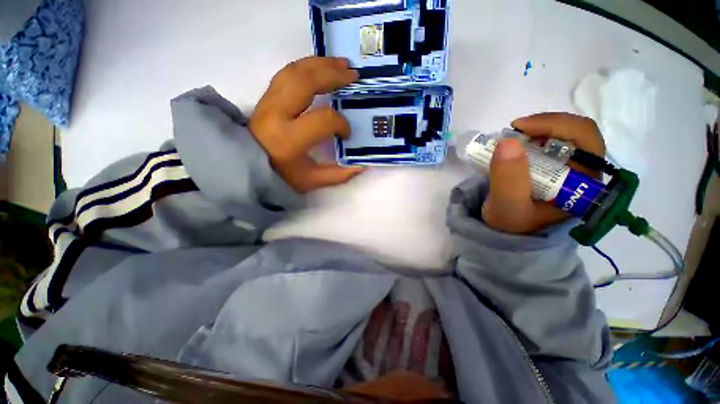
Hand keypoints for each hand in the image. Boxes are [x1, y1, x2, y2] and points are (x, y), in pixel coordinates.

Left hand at [249, 57, 364, 192]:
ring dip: (320, 64)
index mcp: (289, 139)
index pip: (323, 120)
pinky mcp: (266, 96)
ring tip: (341, 63)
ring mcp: (268, 101)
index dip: (341, 124)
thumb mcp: (311, 181)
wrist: (245, 165)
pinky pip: (287, 72)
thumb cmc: (280, 176)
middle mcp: (276, 114)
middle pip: (306, 82)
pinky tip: (320, 67)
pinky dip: (306, 66)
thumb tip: (361, 167)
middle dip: (333, 75)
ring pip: (295, 70)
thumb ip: (337, 175)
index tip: (346, 133)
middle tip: (353, 74)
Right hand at [481, 113, 605, 233]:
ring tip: (512, 138)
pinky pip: (549, 141)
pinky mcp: (554, 166)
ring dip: (537, 129)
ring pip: (563, 134)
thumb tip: (508, 143)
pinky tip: (516, 144)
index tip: (519, 128)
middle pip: (577, 132)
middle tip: (514, 130)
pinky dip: (531, 136)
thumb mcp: (507, 206)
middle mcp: (584, 172)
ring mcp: (569, 168)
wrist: (506, 231)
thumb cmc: (510, 223)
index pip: (586, 140)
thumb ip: (508, 180)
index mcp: (584, 184)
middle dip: (545, 125)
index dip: (556, 125)